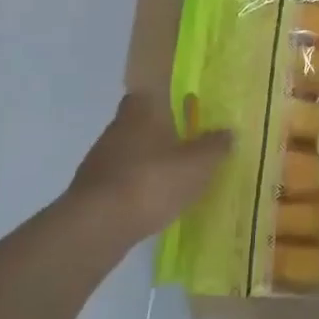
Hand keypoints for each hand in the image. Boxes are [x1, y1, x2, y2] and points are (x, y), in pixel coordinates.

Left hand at [65, 92, 230, 242]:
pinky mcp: (91, 191)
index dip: (164, 99)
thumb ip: (215, 146)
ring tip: (173, 179)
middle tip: (187, 146)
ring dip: (148, 162)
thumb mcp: (198, 164)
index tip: (182, 109)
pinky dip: (135, 187)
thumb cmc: (152, 181)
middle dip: (160, 133)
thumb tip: (228, 132)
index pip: (148, 92)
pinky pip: (121, 180)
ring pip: (130, 153)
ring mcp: (99, 161)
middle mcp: (116, 129)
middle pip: (140, 124)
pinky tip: (152, 203)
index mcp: (141, 112)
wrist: (97, 226)